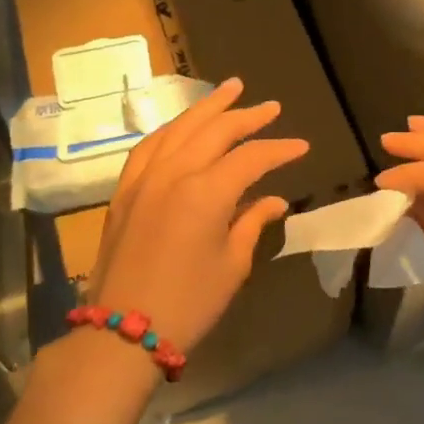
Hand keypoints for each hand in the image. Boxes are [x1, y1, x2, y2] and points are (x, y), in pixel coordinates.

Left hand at [88, 77, 307, 355]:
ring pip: (180, 127)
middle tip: (272, 107)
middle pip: (216, 130)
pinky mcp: (125, 190)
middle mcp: (175, 173)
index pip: (251, 157)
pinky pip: (150, 145)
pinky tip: (183, 125)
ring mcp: (145, 177)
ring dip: (208, 107)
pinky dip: (172, 129)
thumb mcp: (232, 265)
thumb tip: (273, 200)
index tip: (302, 148)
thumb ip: (252, 223)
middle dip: (247, 115)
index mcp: (206, 192)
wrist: (121, 333)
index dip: (279, 150)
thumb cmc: (188, 303)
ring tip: (230, 89)